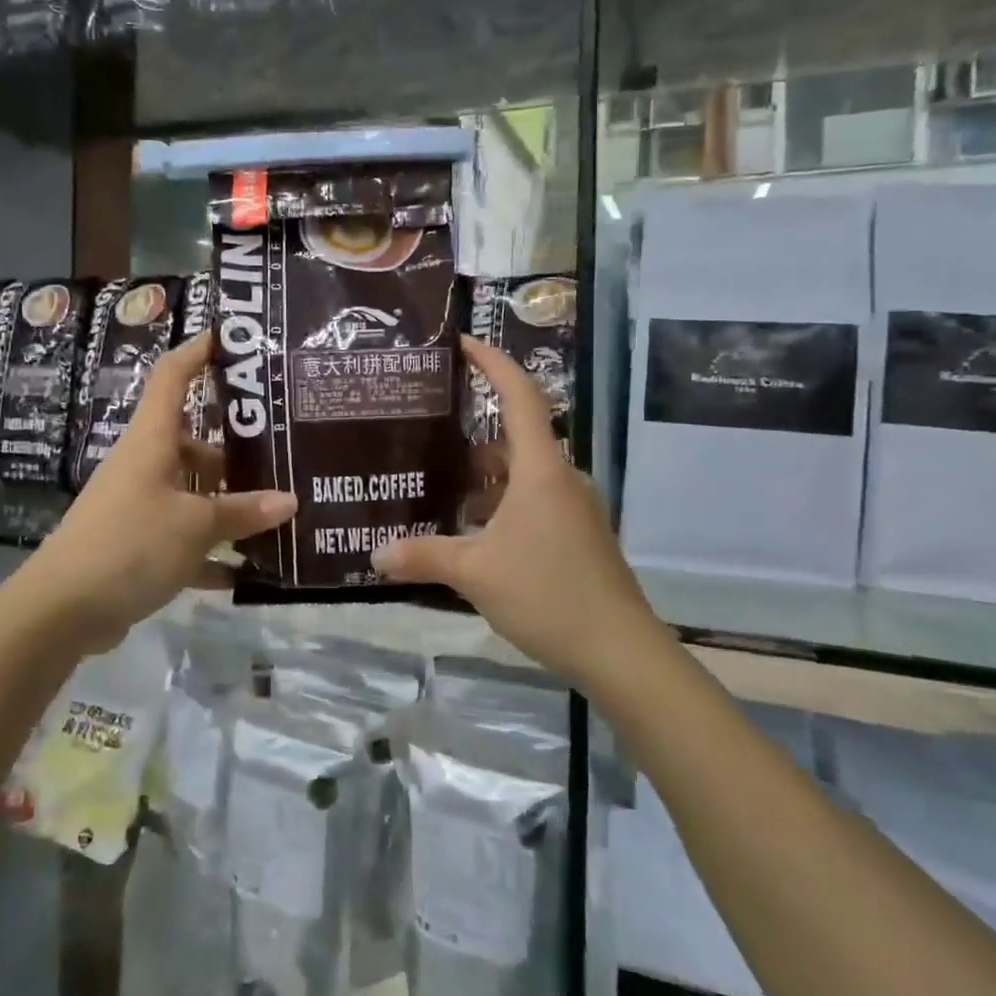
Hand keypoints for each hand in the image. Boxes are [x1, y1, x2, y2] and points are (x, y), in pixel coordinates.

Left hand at [19, 334, 294, 653]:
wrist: (60, 610)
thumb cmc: (129, 544)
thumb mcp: (195, 526)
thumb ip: (243, 512)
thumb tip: (290, 501)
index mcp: (152, 440)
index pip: (173, 377)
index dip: (198, 351)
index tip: (232, 339)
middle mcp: (144, 464)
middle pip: (194, 441)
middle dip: (236, 448)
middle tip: (284, 451)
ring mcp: (138, 504)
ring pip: (192, 491)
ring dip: (228, 504)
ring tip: (278, 512)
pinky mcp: (135, 543)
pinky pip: (182, 536)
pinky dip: (210, 550)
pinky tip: (245, 570)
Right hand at [372, 336, 658, 689]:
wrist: (619, 651)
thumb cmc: (547, 593)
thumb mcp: (475, 572)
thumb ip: (424, 556)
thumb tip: (376, 555)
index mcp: (540, 469)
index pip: (519, 395)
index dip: (493, 363)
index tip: (463, 343)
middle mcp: (560, 478)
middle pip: (515, 437)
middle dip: (472, 434)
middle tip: (428, 432)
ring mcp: (572, 508)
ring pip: (522, 475)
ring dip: (484, 478)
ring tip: (438, 487)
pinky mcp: (576, 535)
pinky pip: (532, 503)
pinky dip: (500, 505)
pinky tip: (470, 533)